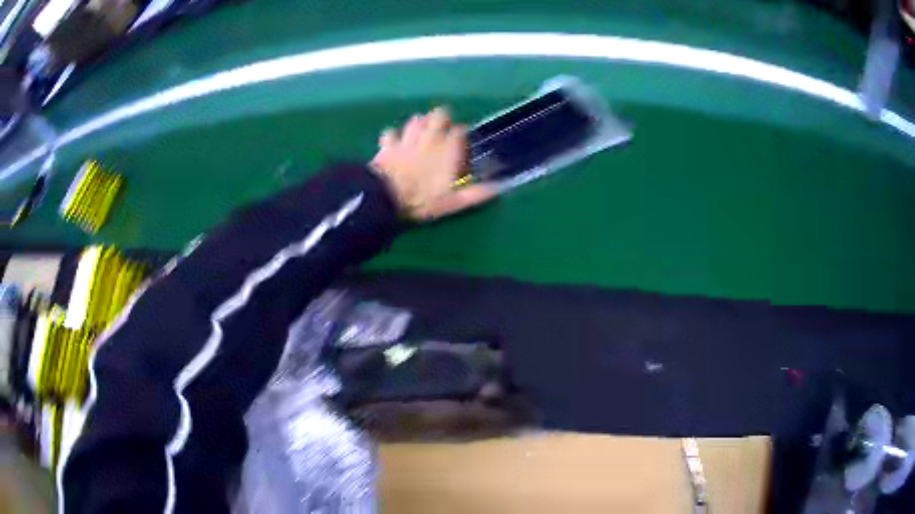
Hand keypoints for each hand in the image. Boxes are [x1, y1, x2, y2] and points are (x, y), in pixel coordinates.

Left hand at [371, 107, 495, 220]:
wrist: (384, 198)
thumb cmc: (421, 200)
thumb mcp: (452, 203)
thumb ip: (475, 194)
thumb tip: (498, 188)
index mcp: (447, 151)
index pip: (460, 131)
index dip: (462, 134)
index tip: (463, 143)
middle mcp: (429, 138)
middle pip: (439, 115)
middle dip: (442, 119)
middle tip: (442, 131)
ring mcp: (407, 139)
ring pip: (416, 120)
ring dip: (420, 124)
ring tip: (422, 133)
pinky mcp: (388, 144)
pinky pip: (391, 132)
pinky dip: (394, 136)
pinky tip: (395, 142)